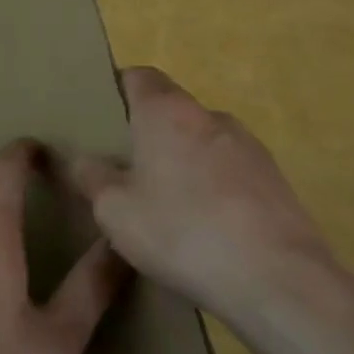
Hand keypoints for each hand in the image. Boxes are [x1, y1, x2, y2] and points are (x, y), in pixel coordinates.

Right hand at [68, 68, 353, 327]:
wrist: (275, 276)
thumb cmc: (181, 232)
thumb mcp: (115, 211)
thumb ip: (90, 177)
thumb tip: (78, 158)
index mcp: (167, 112)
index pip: (138, 76)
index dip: (116, 90)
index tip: (99, 119)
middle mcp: (211, 116)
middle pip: (171, 110)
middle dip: (146, 134)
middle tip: (123, 171)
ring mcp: (249, 146)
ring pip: (202, 142)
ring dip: (181, 162)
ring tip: (164, 206)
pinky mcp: (274, 178)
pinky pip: (229, 171)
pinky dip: (211, 186)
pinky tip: (204, 227)